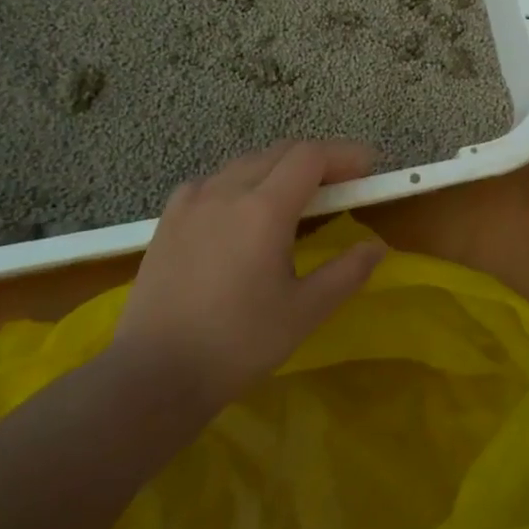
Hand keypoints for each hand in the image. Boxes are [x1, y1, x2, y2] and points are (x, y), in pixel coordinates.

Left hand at [105, 140, 383, 411]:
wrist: (152, 377)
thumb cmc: (237, 344)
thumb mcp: (304, 312)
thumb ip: (346, 273)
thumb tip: (376, 247)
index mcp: (264, 209)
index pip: (312, 156)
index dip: (345, 154)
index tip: (369, 169)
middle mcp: (228, 191)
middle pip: (282, 151)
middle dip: (319, 159)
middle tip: (343, 184)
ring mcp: (193, 201)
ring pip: (247, 162)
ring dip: (281, 167)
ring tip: (298, 196)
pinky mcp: (169, 218)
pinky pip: (214, 180)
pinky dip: (241, 181)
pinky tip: (241, 208)